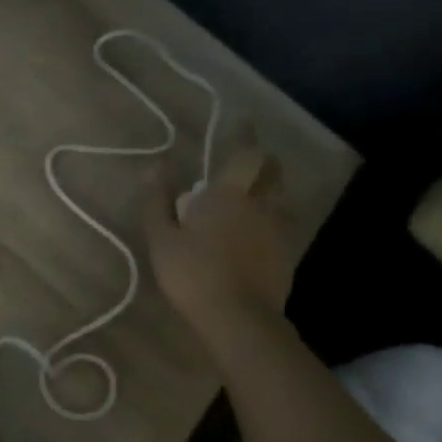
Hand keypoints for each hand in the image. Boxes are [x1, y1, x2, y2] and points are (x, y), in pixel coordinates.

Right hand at [144, 144, 293, 344]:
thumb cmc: (193, 274)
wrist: (239, 320)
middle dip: (265, 161)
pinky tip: (256, 234)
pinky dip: (271, 221)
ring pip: (279, 200)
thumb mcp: (161, 240)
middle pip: (273, 172)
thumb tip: (154, 169)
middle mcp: (260, 205)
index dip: (245, 135)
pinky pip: (281, 227)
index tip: (243, 121)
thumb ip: (156, 203)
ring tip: (252, 197)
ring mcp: (279, 232)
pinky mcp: (287, 257)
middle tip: (249, 160)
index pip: (245, 153)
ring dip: (269, 191)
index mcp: (229, 195)